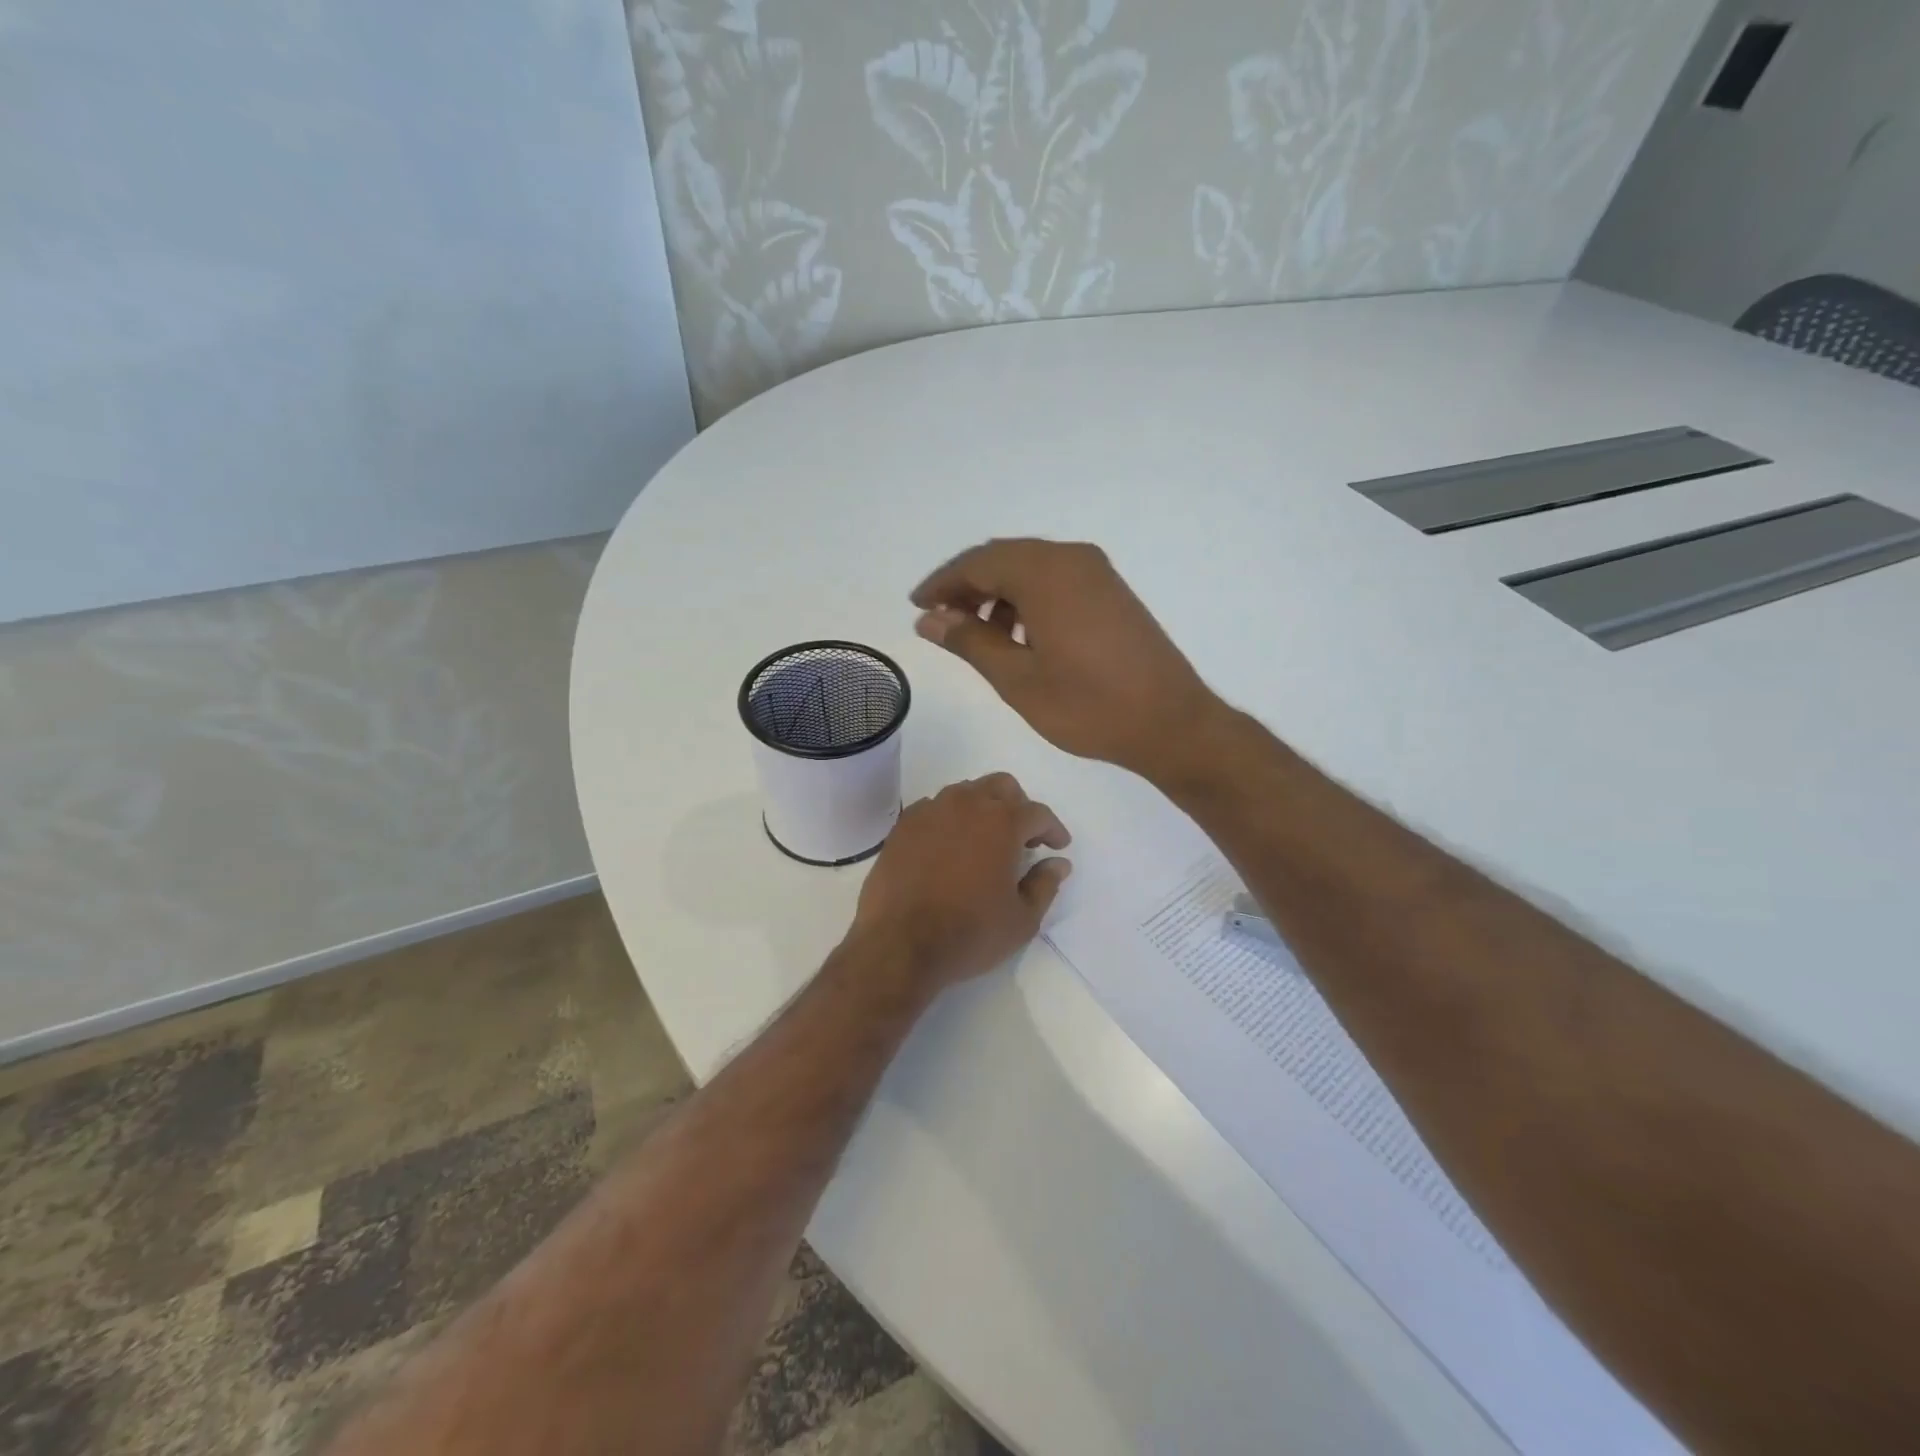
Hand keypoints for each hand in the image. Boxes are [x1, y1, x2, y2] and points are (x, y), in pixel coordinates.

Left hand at [851, 773, 1071, 991]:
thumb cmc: (970, 933)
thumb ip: (1045, 884)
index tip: (1058, 845)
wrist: (899, 944)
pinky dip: (949, 819)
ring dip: (982, 808)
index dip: (1053, 828)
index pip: (1037, 813)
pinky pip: (934, 808)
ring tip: (985, 840)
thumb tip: (1058, 863)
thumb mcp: (1022, 920)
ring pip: (965, 792)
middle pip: (1001, 786)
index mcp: (1002, 823)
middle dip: (1019, 805)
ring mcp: (931, 811)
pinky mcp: (903, 826)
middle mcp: (967, 805)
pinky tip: (949, 846)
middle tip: (1023, 837)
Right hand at [911, 539, 1225, 782]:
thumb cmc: (1088, 706)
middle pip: (1004, 558)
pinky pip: (1057, 580)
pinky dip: (1028, 599)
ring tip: (979, 635)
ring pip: (1031, 568)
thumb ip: (970, 642)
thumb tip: (928, 619)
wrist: (1170, 722)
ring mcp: (1097, 573)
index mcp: (1045, 573)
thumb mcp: (1018, 679)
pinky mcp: (1112, 591)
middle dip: (967, 586)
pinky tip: (1021, 636)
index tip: (917, 607)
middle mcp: (1072, 559)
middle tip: (941, 622)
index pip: (978, 563)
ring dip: (998, 593)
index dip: (942, 584)